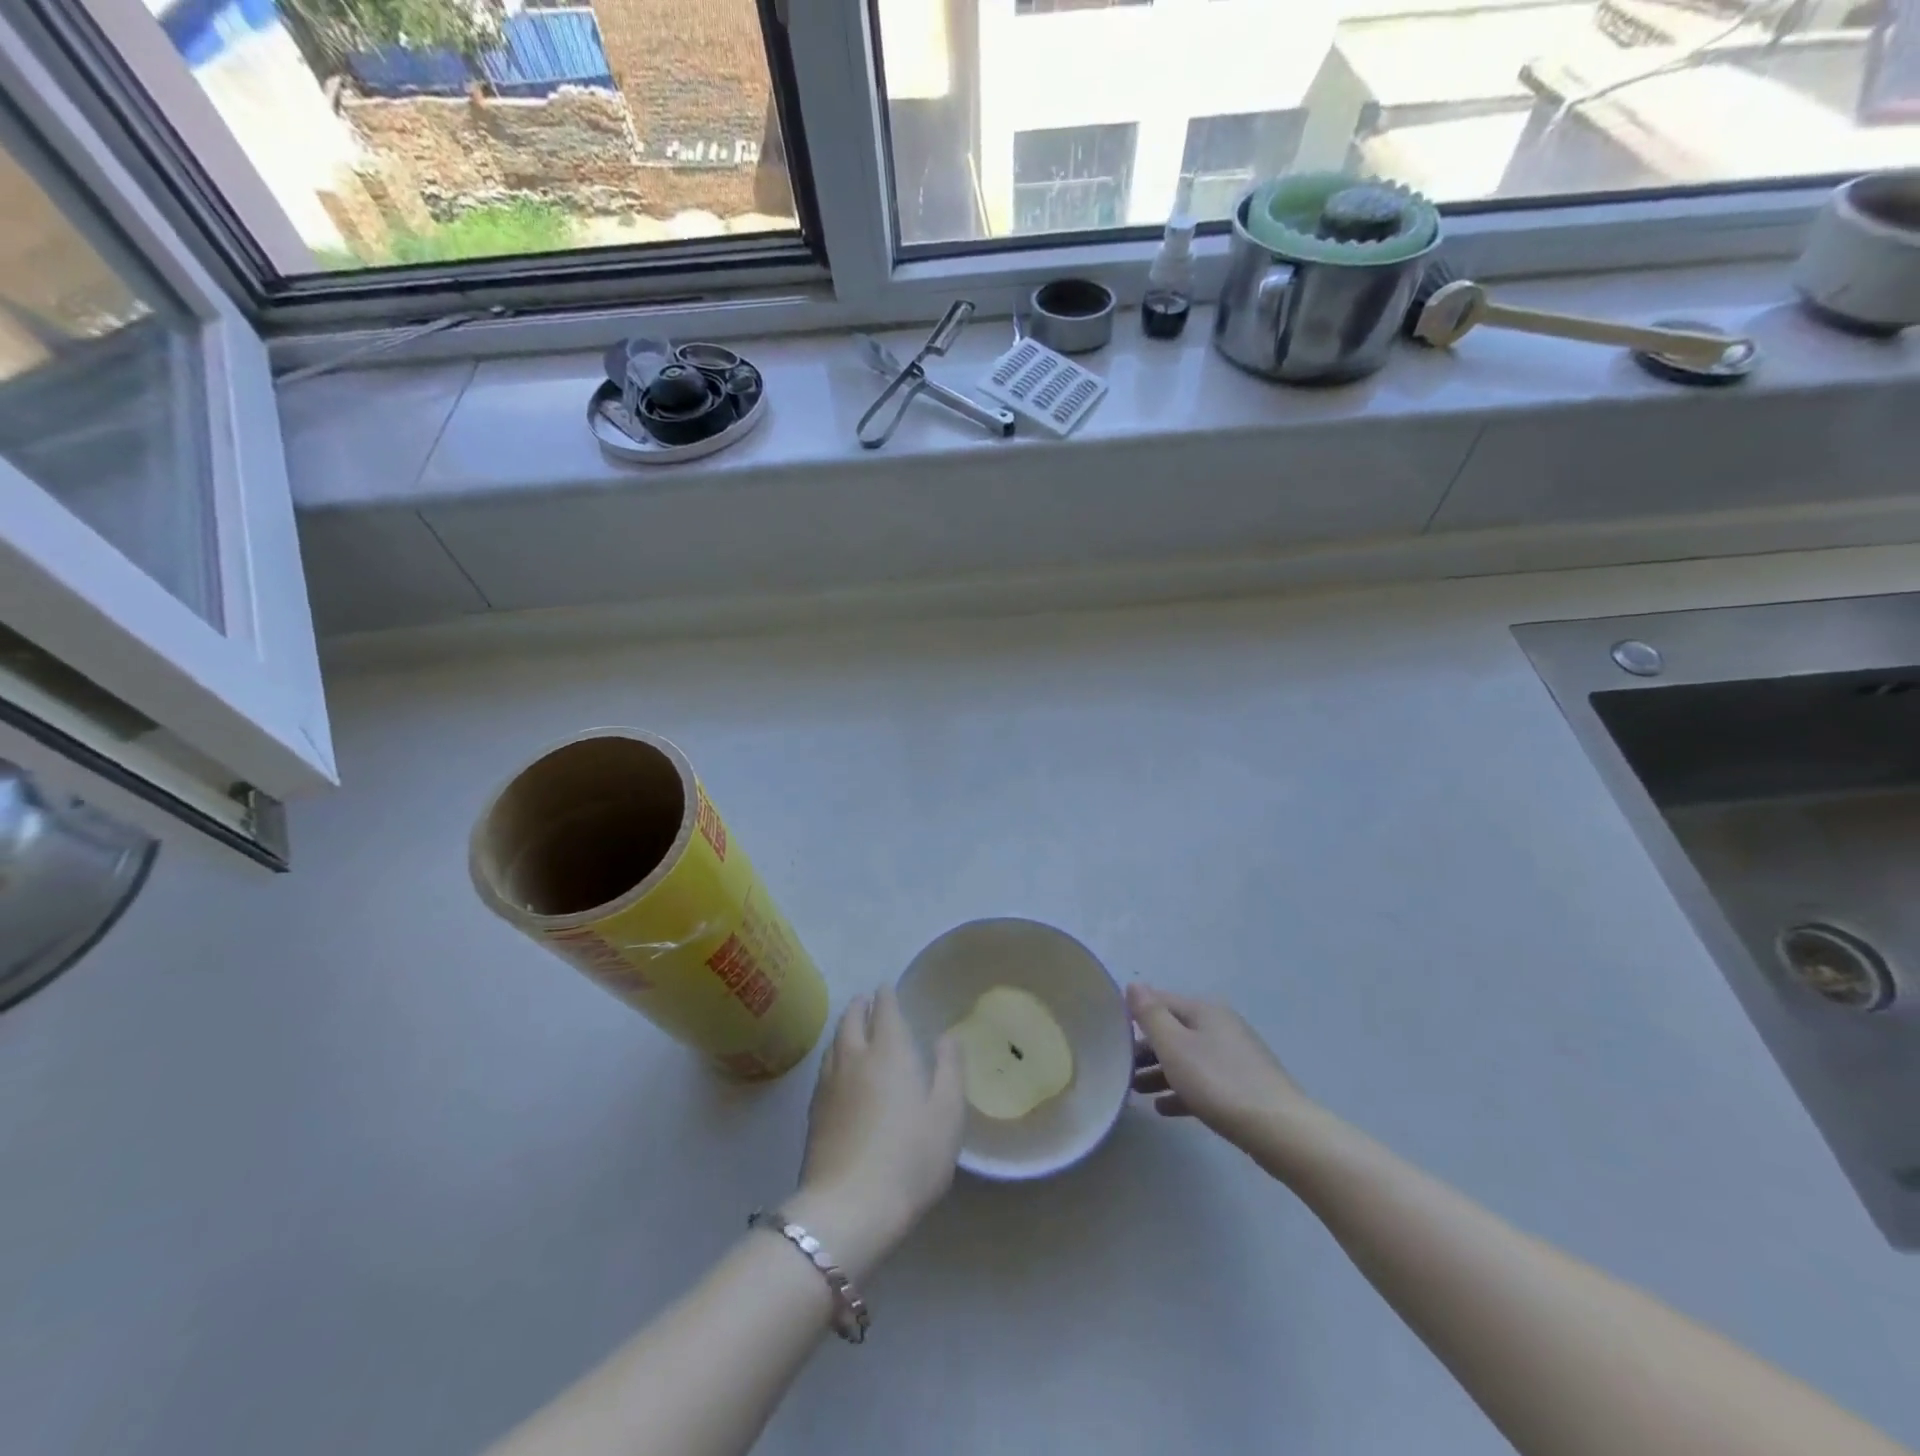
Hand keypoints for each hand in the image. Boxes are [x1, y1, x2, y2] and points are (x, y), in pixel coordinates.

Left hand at [790, 987, 964, 1272]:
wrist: (850, 1207)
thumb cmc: (910, 1157)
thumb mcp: (947, 1114)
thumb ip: (949, 1070)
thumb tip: (946, 1036)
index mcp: (889, 1052)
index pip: (885, 1010)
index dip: (886, 996)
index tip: (887, 986)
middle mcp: (855, 1058)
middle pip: (852, 1020)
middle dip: (861, 1006)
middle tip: (867, 1000)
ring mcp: (829, 1084)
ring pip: (834, 1042)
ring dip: (844, 1027)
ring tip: (851, 1026)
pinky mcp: (814, 1112)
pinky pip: (825, 1067)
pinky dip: (834, 1054)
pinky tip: (837, 1068)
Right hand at [1128, 983, 1317, 1157]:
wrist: (1280, 1130)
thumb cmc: (1218, 1082)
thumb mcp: (1174, 1046)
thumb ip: (1150, 1014)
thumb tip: (1134, 984)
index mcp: (1204, 1010)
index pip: (1159, 1001)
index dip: (1133, 1014)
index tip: (1110, 1035)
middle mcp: (1220, 1025)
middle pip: (1173, 1031)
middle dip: (1146, 1049)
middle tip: (1121, 1069)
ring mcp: (1235, 1056)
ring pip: (1187, 1057)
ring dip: (1160, 1071)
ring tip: (1136, 1092)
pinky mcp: (1244, 1085)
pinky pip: (1204, 1081)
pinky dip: (1182, 1090)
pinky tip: (1164, 1108)